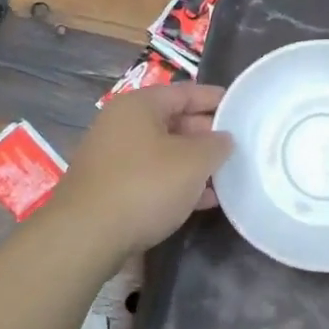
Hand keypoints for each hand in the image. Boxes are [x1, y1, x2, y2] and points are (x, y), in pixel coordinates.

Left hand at [47, 83, 231, 255]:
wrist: (88, 235)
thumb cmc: (145, 185)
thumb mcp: (193, 162)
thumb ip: (216, 145)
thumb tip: (224, 139)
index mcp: (139, 106)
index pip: (184, 92)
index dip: (215, 99)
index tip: (241, 108)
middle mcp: (121, 125)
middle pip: (173, 121)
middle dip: (206, 135)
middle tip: (238, 146)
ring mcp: (113, 158)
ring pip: (164, 152)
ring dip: (194, 163)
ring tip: (227, 175)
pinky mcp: (111, 188)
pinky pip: (152, 176)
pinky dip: (177, 183)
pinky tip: (203, 200)